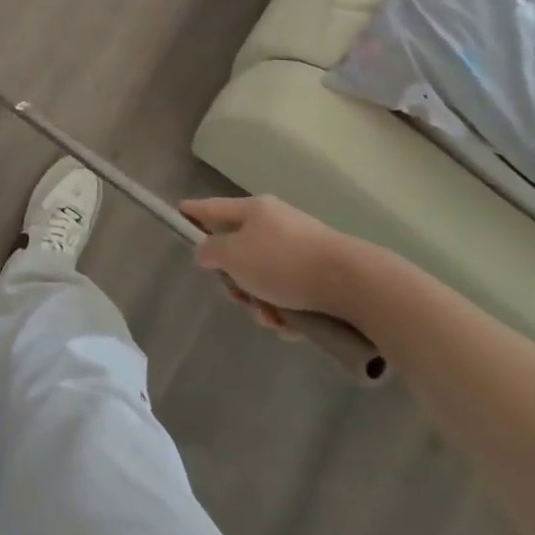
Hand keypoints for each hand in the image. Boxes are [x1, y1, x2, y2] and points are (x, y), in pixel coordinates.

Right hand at [180, 195, 372, 333]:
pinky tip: (292, 327)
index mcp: (254, 210)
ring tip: (272, 318)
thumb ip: (210, 251)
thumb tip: (208, 251)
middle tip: (237, 296)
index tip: (179, 212)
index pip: (213, 208)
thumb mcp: (233, 255)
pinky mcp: (322, 278)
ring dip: (260, 303)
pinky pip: (290, 295)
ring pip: (264, 279)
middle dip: (234, 280)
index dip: (194, 212)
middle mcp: (277, 225)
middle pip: (239, 251)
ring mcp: (301, 251)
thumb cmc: (284, 263)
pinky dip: (286, 313)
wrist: (355, 285)